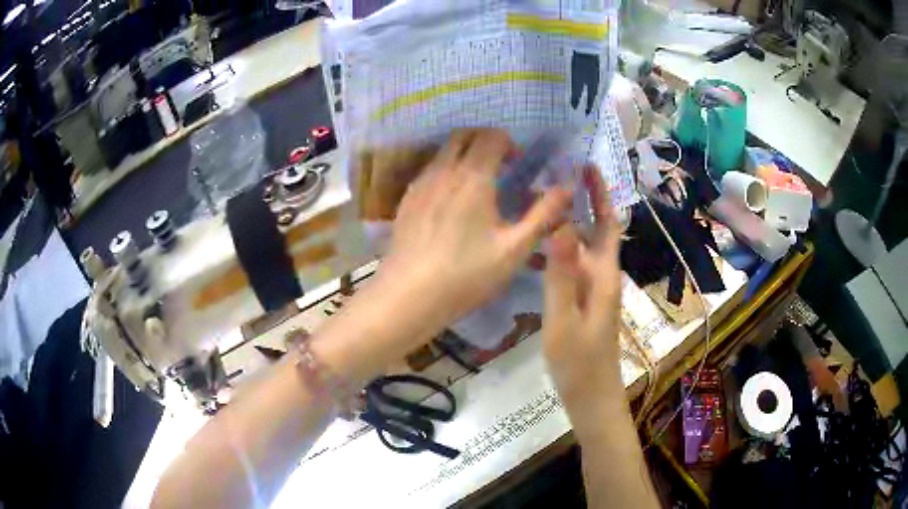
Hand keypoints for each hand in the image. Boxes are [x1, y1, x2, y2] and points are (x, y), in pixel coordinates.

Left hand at [380, 128, 572, 329]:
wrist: (409, 295)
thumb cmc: (467, 274)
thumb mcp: (515, 249)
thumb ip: (544, 214)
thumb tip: (567, 187)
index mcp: (474, 177)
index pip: (492, 137)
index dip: (509, 143)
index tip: (518, 165)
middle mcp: (444, 171)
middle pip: (463, 135)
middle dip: (485, 140)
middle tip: (499, 165)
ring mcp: (420, 184)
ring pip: (443, 151)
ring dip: (463, 154)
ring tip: (477, 184)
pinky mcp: (406, 200)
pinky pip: (429, 170)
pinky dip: (445, 170)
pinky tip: (451, 202)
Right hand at [542, 166, 623, 422]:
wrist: (592, 397)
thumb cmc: (579, 363)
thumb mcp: (564, 320)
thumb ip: (562, 274)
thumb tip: (561, 225)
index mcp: (603, 275)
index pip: (607, 223)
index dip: (600, 193)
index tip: (585, 164)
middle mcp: (602, 276)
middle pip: (595, 230)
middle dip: (580, 201)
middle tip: (548, 179)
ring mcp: (593, 290)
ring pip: (581, 248)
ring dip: (566, 224)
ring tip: (536, 206)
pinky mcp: (583, 302)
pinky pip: (572, 266)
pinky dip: (557, 250)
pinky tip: (533, 251)